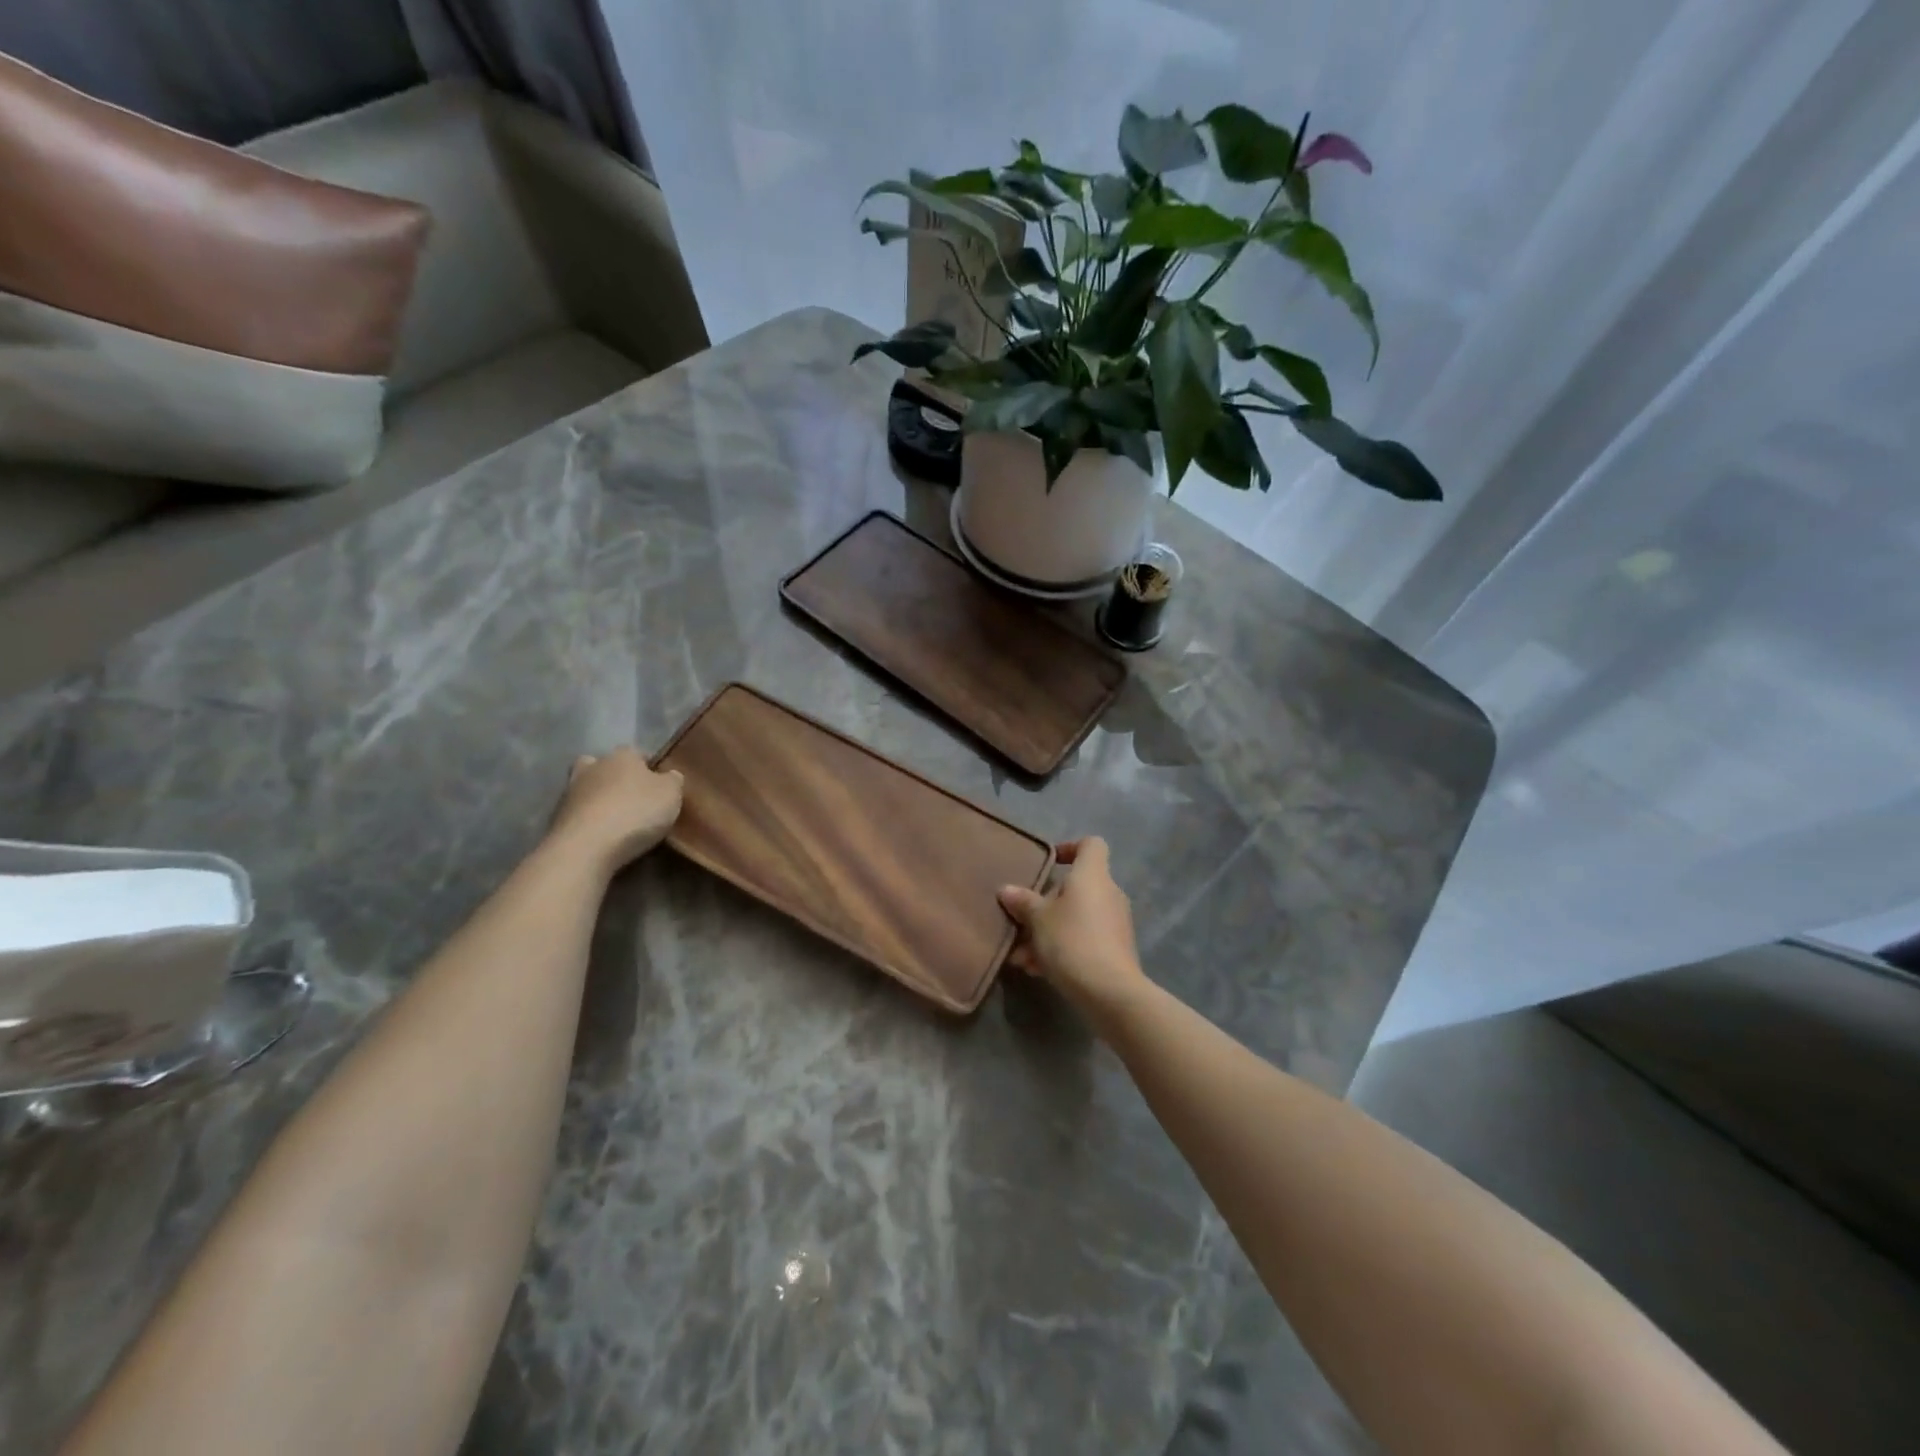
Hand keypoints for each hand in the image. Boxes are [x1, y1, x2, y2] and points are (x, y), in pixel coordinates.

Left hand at [548, 749, 683, 871]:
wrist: (586, 846)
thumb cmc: (635, 812)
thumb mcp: (671, 794)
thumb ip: (673, 781)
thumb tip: (670, 775)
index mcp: (623, 755)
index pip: (639, 753)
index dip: (651, 768)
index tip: (660, 787)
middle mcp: (594, 766)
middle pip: (606, 766)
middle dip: (616, 778)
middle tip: (632, 798)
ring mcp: (570, 791)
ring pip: (588, 788)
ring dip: (599, 799)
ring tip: (616, 820)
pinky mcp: (556, 817)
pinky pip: (578, 813)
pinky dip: (588, 820)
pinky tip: (601, 835)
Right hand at [998, 837, 1150, 1030]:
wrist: (1110, 992)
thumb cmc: (1071, 941)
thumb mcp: (1038, 920)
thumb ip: (1022, 902)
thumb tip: (1006, 890)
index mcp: (1092, 875)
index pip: (1091, 845)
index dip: (1070, 848)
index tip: (1049, 864)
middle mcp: (1108, 893)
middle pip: (1076, 886)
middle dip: (1046, 904)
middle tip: (1022, 922)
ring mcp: (1114, 923)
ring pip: (1075, 917)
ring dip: (1047, 932)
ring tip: (1021, 956)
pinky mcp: (1115, 950)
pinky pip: (1083, 939)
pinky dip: (1061, 949)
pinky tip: (1036, 970)